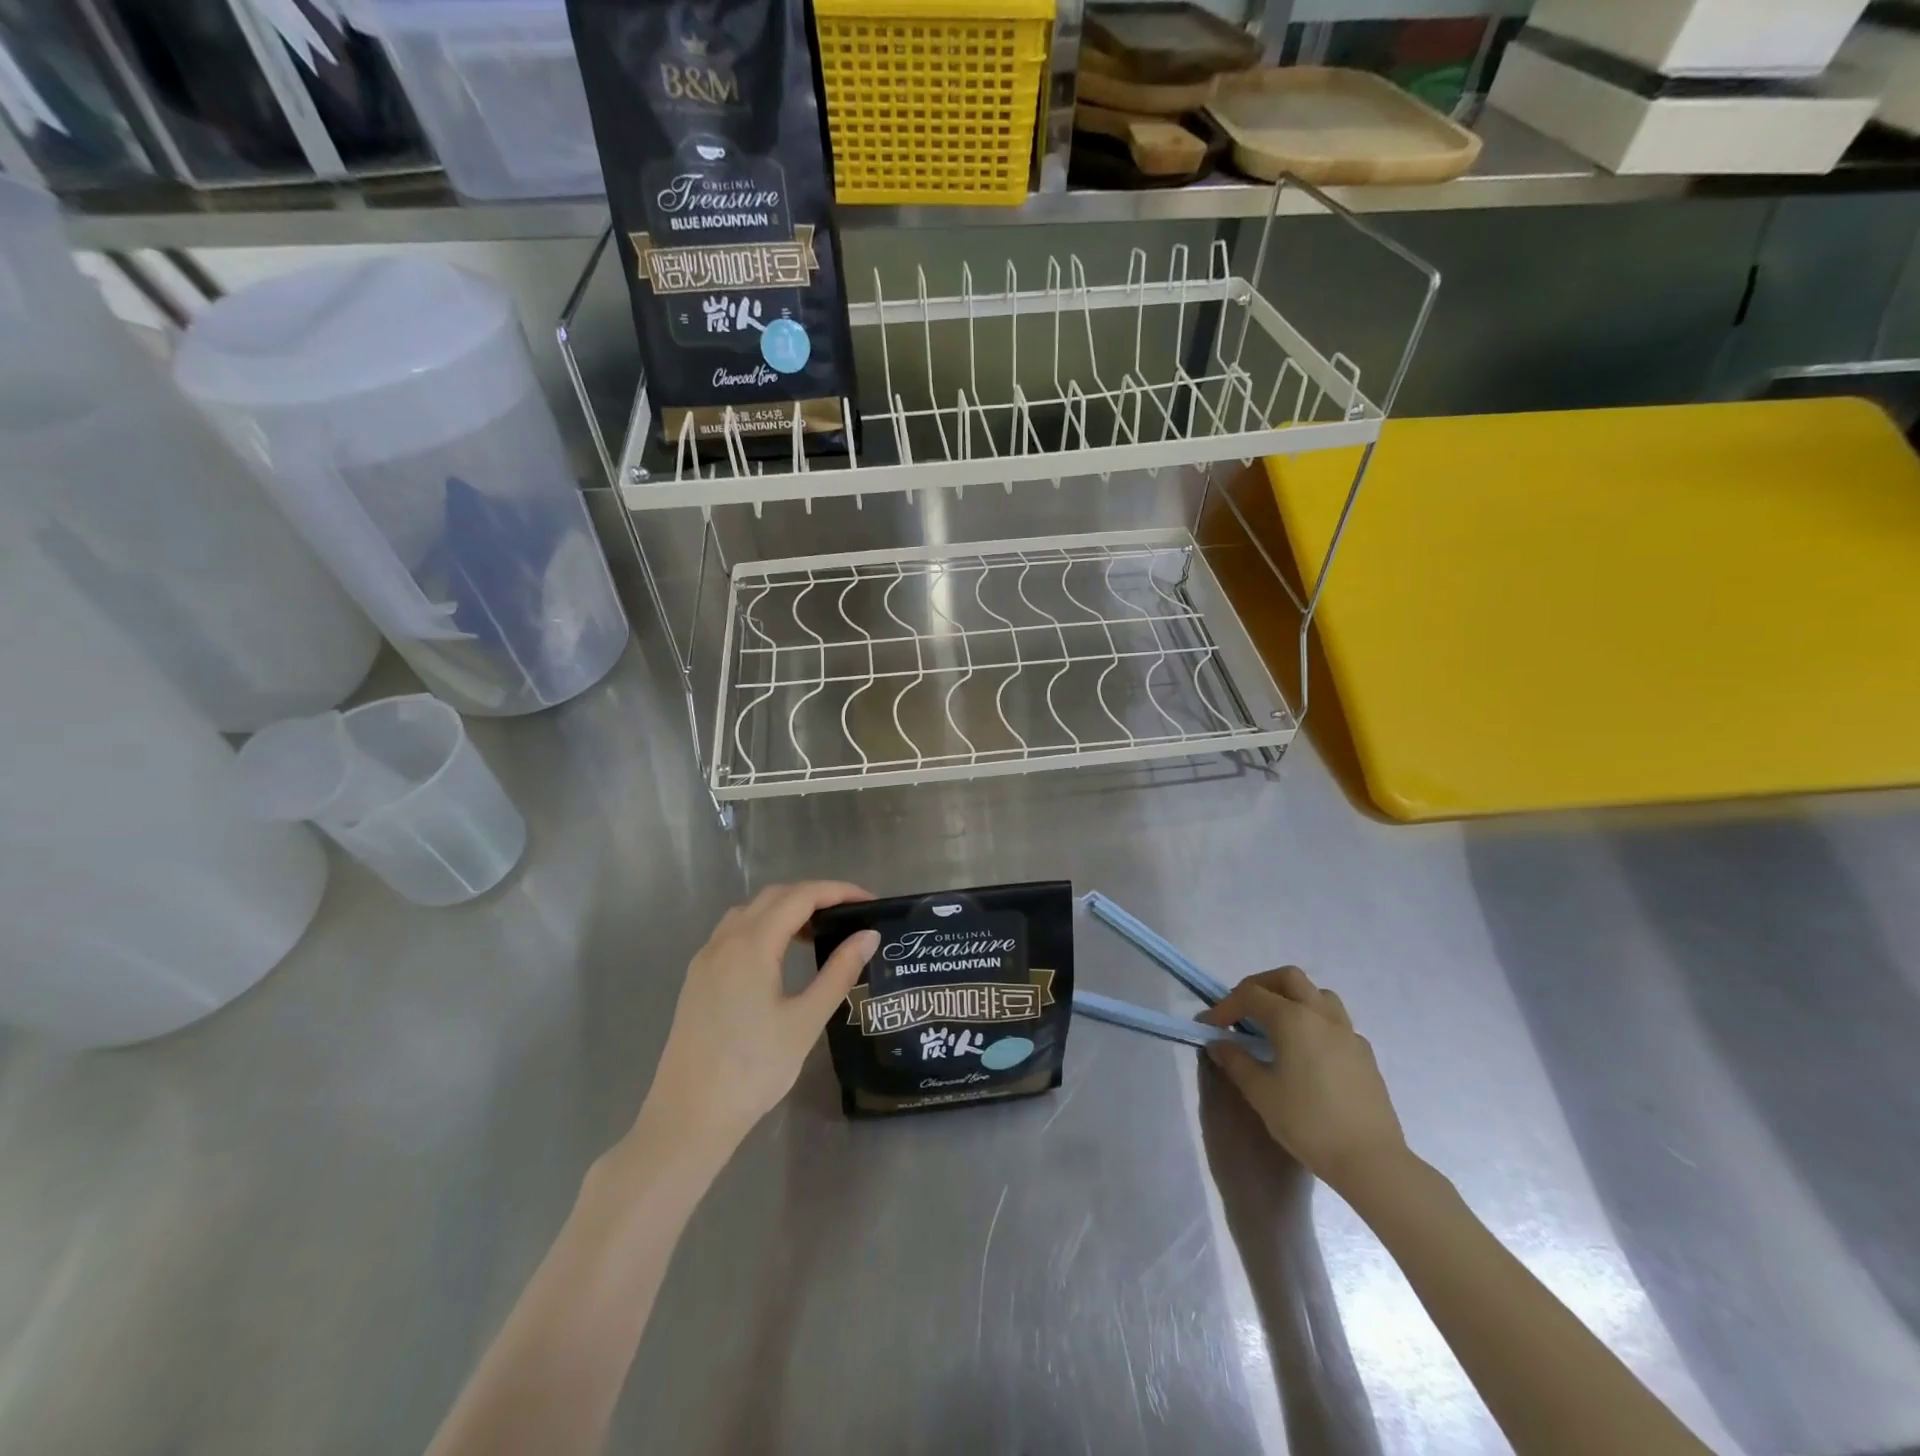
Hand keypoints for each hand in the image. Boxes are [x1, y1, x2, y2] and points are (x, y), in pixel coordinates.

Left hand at [638, 881, 877, 1155]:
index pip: (800, 896)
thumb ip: (839, 972)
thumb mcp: (806, 1021)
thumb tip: (869, 936)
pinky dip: (764, 927)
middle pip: (774, 896)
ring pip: (750, 911)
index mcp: (751, 944)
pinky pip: (734, 933)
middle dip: (814, 895)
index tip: (869, 902)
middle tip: (850, 915)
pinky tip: (781, 955)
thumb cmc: (753, 1070)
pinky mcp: (697, 978)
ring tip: (819, 933)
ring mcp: (706, 959)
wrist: (689, 1118)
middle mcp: (724, 940)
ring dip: (787, 909)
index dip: (838, 891)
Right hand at [1199, 966, 1407, 1192]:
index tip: (1210, 1025)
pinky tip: (1307, 1052)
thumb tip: (1219, 1043)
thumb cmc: (1308, 1123)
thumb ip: (1236, 1061)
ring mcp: (1348, 1032)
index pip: (1250, 995)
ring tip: (1276, 1024)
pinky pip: (1336, 1021)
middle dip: (1260, 986)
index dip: (1225, 1005)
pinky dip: (1314, 1022)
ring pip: (1317, 994)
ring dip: (1292, 998)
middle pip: (1288, 978)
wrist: (1371, 1161)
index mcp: (1292, 1019)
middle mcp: (1321, 1015)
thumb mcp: (1261, 1093)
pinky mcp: (1364, 1053)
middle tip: (1243, 1010)